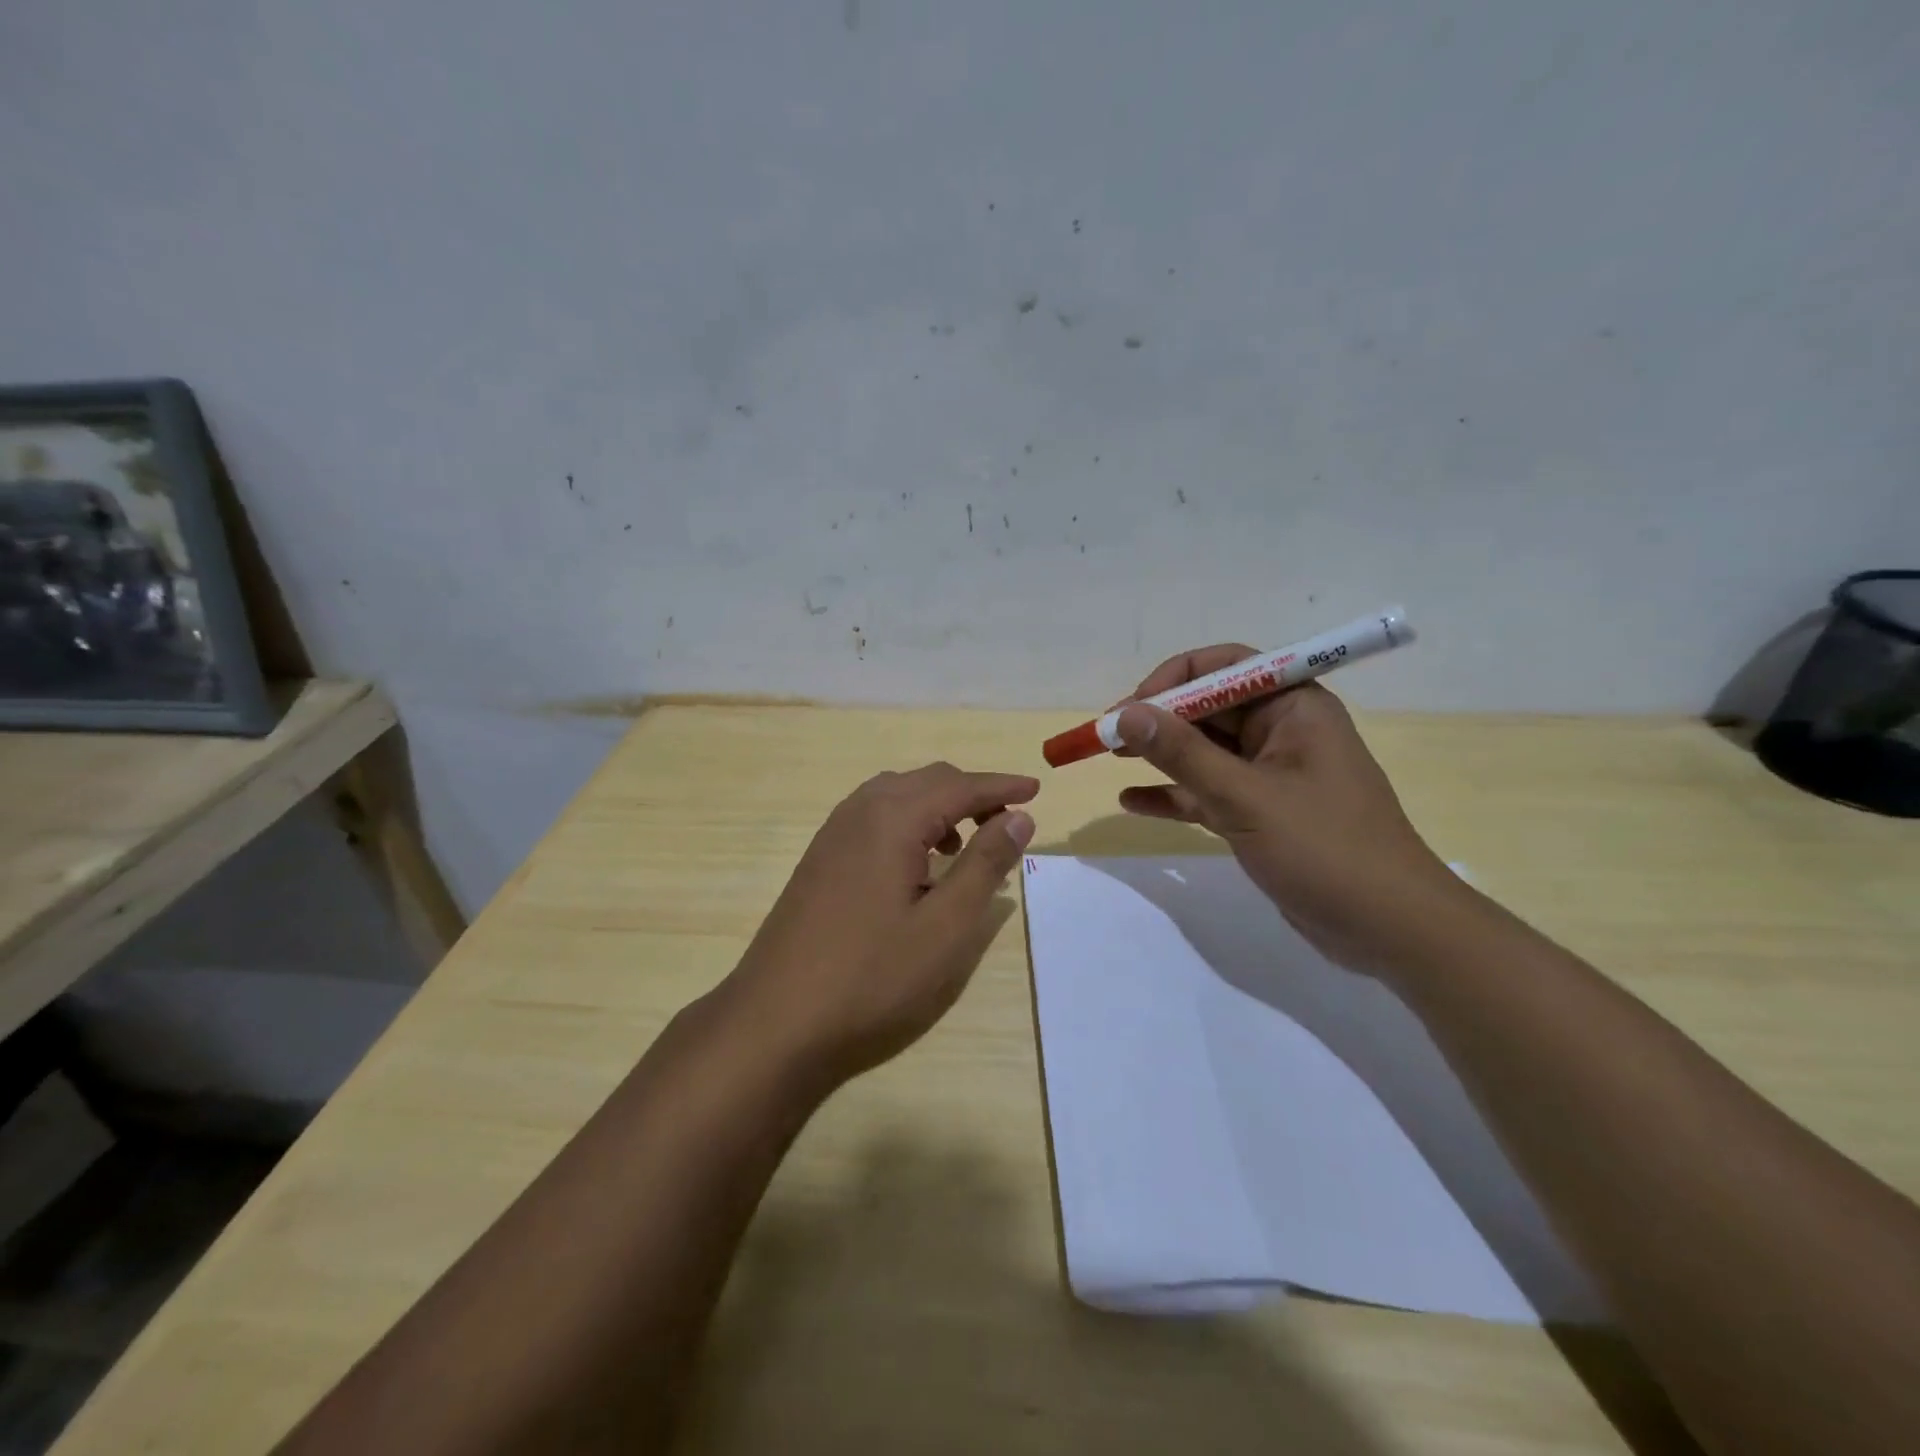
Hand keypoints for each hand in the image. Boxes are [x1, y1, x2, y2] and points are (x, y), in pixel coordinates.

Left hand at [718, 763, 1037, 1086]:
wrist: (775, 1018)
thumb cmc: (871, 976)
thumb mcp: (945, 926)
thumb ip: (984, 864)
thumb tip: (1019, 816)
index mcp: (893, 818)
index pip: (960, 785)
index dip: (1002, 786)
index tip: (1038, 790)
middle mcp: (860, 811)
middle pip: (927, 780)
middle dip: (972, 793)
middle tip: (1008, 822)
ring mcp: (833, 833)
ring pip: (898, 795)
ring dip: (938, 806)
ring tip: (964, 845)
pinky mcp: (820, 857)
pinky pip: (874, 816)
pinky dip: (908, 822)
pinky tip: (916, 865)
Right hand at [1114, 646, 1463, 974]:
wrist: (1389, 929)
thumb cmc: (1324, 849)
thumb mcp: (1245, 797)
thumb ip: (1183, 754)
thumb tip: (1127, 714)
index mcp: (1294, 707)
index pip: (1224, 667)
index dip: (1172, 680)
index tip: (1130, 709)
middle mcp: (1282, 732)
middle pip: (1208, 709)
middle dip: (1157, 721)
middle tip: (1106, 739)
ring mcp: (1271, 775)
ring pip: (1204, 752)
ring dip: (1159, 756)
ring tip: (1110, 762)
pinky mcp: (1261, 814)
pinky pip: (1208, 792)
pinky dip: (1173, 795)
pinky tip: (1132, 802)